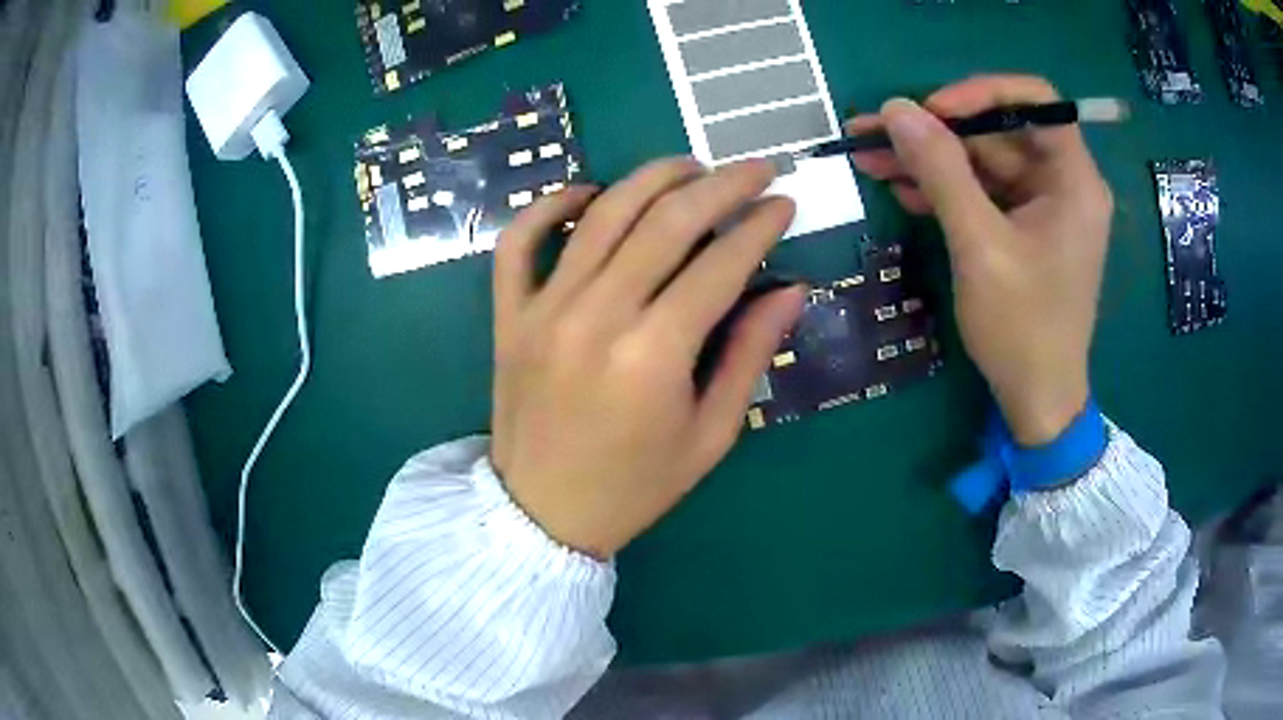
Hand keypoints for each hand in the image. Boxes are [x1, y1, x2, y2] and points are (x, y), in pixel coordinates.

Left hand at [489, 158, 804, 557]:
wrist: (542, 513)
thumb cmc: (635, 486)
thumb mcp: (710, 435)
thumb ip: (750, 356)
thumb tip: (791, 289)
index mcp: (652, 356)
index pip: (719, 264)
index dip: (759, 225)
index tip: (784, 203)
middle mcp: (596, 317)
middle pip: (666, 222)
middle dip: (721, 185)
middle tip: (755, 169)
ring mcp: (543, 309)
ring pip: (602, 215)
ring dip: (651, 178)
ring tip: (690, 166)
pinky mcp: (509, 314)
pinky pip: (518, 241)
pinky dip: (550, 205)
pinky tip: (588, 192)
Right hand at [848, 75, 1112, 445]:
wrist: (1036, 399)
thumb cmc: (1023, 329)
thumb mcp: (980, 246)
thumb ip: (941, 171)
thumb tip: (897, 110)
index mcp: (1073, 180)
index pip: (1035, 102)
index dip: (980, 92)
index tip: (931, 110)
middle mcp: (1062, 183)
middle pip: (998, 132)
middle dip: (936, 131)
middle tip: (874, 132)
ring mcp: (1041, 207)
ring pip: (982, 161)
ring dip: (929, 159)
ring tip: (870, 158)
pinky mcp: (1022, 228)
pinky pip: (981, 192)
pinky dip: (944, 189)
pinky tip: (902, 189)